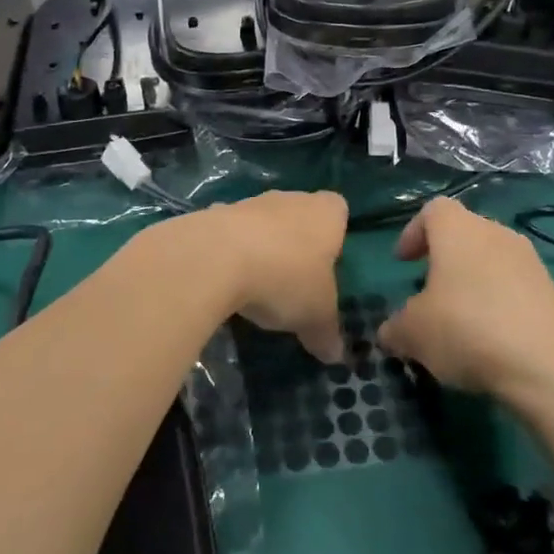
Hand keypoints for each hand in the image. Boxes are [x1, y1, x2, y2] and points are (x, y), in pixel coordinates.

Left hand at [189, 190, 348, 362]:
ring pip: (264, 222)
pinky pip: (230, 232)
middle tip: (296, 280)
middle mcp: (291, 199)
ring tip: (259, 284)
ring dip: (263, 245)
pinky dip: (230, 250)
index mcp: (325, 214)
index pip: (338, 209)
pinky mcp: (215, 214)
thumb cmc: (285, 278)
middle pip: (299, 215)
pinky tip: (226, 279)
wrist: (217, 257)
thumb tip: (334, 354)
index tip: (330, 261)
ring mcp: (251, 202)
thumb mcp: (315, 316)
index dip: (335, 233)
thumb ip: (327, 334)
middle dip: (297, 242)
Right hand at [377, 198, 553, 395]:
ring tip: (459, 322)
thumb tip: (390, 333)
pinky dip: (499, 305)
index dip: (414, 233)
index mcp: (458, 229)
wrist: (550, 365)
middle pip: (464, 234)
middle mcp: (495, 234)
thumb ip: (395, 328)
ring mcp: (530, 262)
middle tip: (428, 293)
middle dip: (444, 260)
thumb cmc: (467, 329)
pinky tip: (491, 341)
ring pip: (491, 262)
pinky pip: (515, 288)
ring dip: (472, 284)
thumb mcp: (413, 333)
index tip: (403, 263)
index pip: (432, 211)